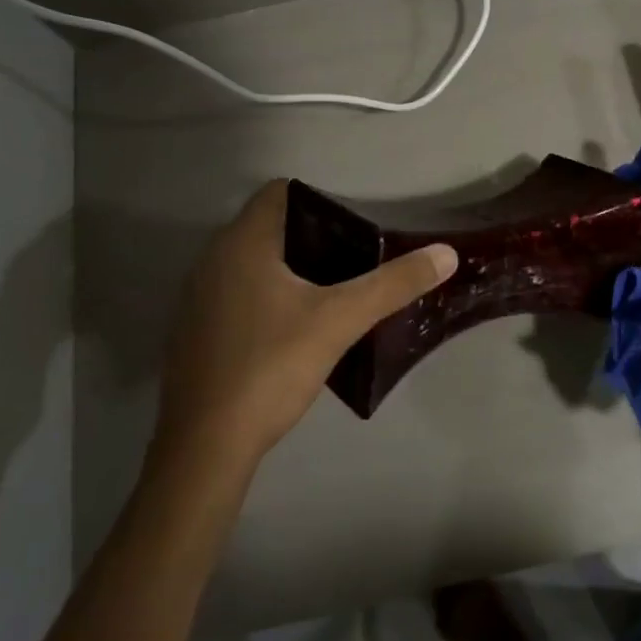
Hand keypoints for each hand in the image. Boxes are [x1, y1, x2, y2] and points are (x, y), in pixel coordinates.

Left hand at [155, 181, 456, 471]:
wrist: (205, 447)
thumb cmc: (271, 367)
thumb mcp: (340, 321)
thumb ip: (393, 284)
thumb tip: (446, 253)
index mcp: (241, 243)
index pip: (279, 192)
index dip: (319, 200)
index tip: (354, 226)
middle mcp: (211, 260)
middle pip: (268, 227)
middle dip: (312, 236)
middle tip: (354, 259)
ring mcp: (196, 298)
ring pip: (251, 263)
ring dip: (288, 269)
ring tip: (331, 292)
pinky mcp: (193, 332)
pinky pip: (235, 294)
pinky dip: (264, 297)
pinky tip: (291, 329)